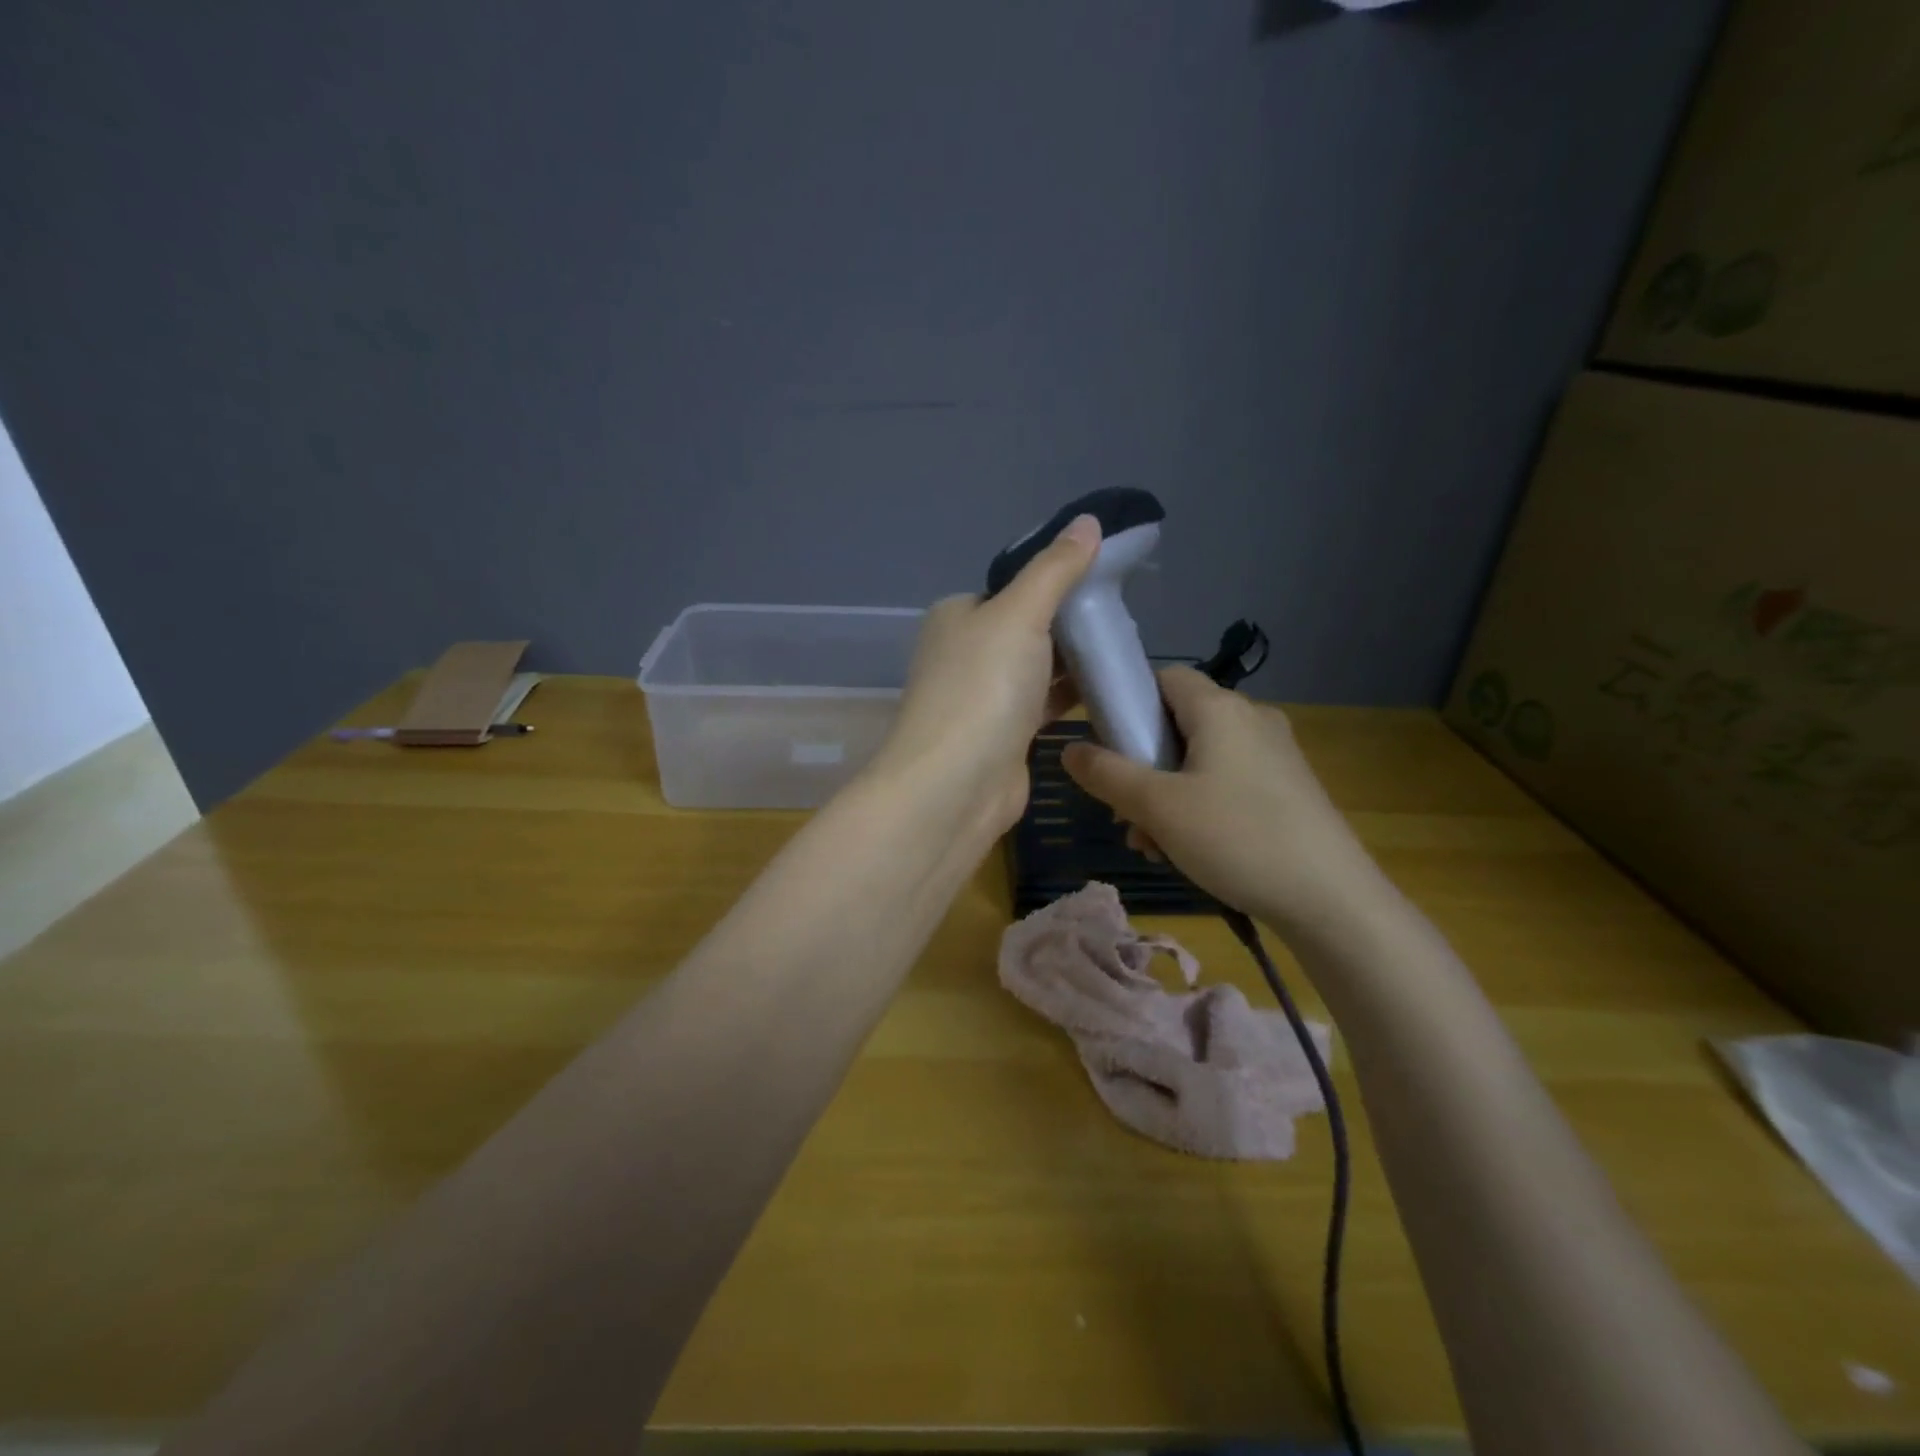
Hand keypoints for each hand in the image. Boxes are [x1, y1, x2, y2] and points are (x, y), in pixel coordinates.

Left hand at [872, 515, 1100, 835]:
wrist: (955, 787)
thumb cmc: (982, 688)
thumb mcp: (1019, 614)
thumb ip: (1054, 570)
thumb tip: (1087, 522)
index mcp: (959, 615)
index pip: (1012, 587)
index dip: (1057, 580)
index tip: (1106, 578)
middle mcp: (967, 652)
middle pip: (1029, 626)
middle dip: (1073, 622)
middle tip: (1125, 616)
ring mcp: (984, 697)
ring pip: (1038, 667)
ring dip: (1076, 660)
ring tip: (1126, 648)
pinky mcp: (1005, 735)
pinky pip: (1045, 704)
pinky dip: (1072, 695)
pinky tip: (1110, 688)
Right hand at [1061, 666, 1383, 933]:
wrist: (1331, 899)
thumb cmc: (1236, 837)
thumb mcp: (1157, 807)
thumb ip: (1106, 773)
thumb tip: (1069, 748)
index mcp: (1219, 708)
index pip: (1162, 676)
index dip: (1127, 701)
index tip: (1105, 744)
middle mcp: (1250, 719)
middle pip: (1177, 724)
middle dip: (1141, 766)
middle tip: (1124, 812)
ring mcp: (1274, 754)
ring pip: (1199, 760)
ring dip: (1165, 796)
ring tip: (1151, 845)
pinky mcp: (1287, 788)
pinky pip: (1226, 782)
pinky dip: (1198, 807)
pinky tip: (1187, 851)